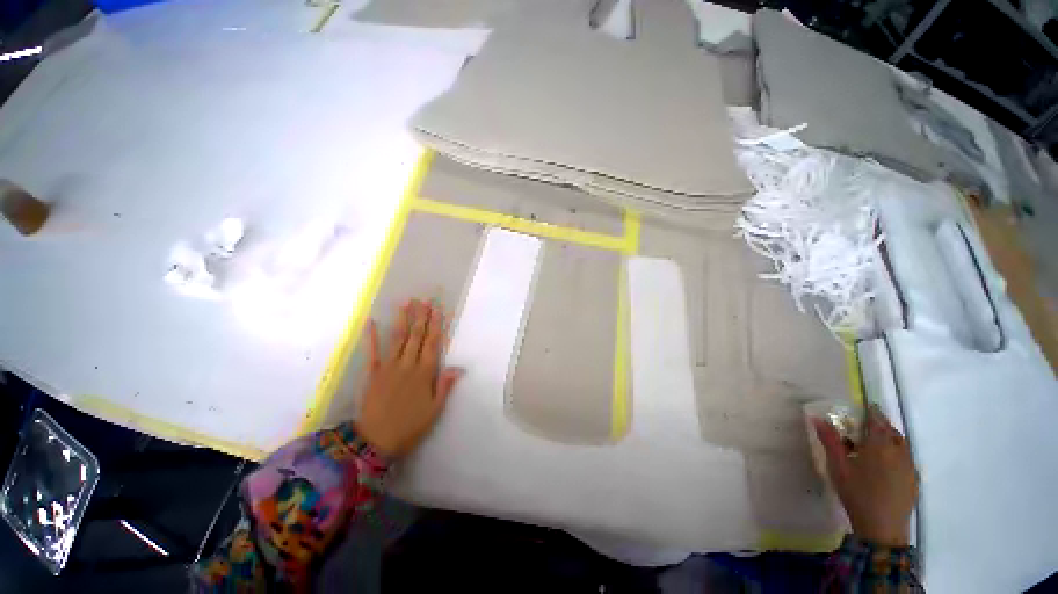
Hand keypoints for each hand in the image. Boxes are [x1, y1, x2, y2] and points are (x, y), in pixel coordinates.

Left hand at [355, 299, 463, 457]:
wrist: (375, 442)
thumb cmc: (410, 426)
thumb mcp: (435, 410)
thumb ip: (445, 386)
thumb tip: (459, 367)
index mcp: (424, 373)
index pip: (433, 343)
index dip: (436, 325)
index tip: (438, 309)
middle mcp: (408, 365)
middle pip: (416, 336)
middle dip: (421, 317)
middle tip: (424, 299)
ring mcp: (388, 367)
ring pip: (398, 339)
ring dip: (402, 320)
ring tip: (406, 303)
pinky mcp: (372, 373)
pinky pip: (372, 352)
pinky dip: (371, 336)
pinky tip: (371, 321)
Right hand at [814, 405, 918, 546]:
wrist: (882, 528)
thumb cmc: (856, 493)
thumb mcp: (838, 467)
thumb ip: (830, 441)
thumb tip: (817, 417)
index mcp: (880, 445)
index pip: (878, 421)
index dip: (872, 412)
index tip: (866, 407)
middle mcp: (899, 452)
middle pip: (892, 432)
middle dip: (881, 426)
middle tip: (866, 428)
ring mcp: (910, 467)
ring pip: (902, 445)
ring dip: (890, 440)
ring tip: (875, 447)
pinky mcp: (914, 480)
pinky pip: (906, 459)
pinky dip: (897, 455)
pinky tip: (886, 467)